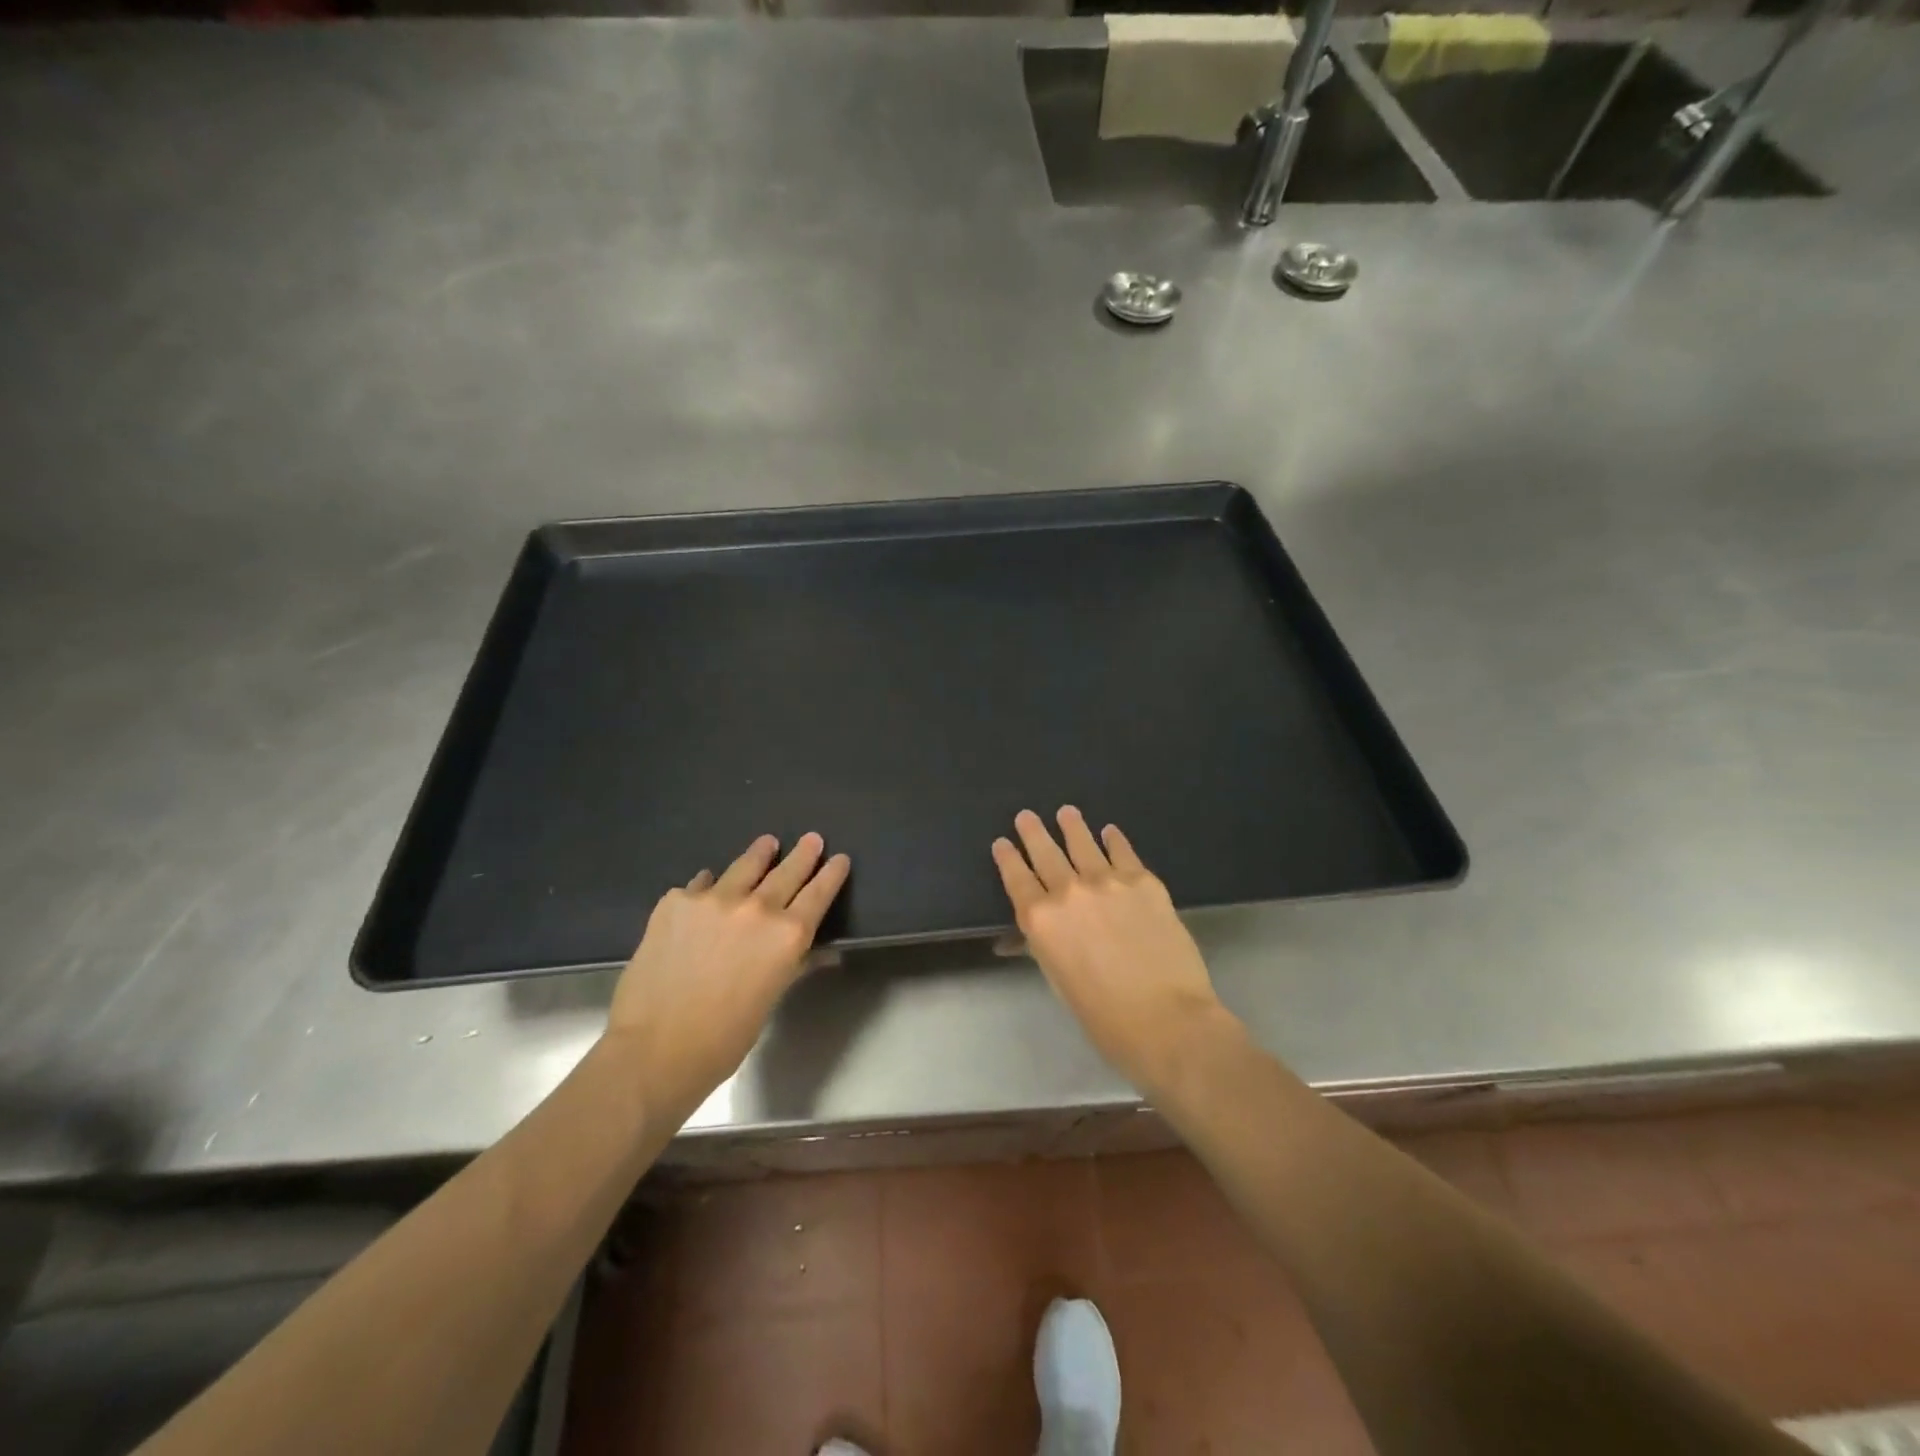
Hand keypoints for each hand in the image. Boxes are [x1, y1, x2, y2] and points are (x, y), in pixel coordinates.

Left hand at [607, 833, 849, 1094]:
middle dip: (803, 854)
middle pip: (787, 871)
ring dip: (759, 854)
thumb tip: (824, 954)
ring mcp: (713, 899)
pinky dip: (709, 885)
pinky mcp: (676, 901)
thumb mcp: (771, 999)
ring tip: (767, 843)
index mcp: (787, 935)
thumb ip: (796, 965)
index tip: (839, 859)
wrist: (654, 1048)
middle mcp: (756, 908)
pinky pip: (700, 884)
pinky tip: (707, 887)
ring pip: (744, 866)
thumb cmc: (725, 1038)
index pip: (818, 894)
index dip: (831, 874)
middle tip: (812, 838)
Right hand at [992, 807, 1230, 1090]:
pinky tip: (1110, 831)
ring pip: (1083, 843)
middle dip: (1033, 833)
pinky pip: (1123, 852)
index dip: (1008, 858)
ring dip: (1072, 826)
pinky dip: (1114, 839)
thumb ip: (1044, 946)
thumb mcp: (1059, 981)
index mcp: (1041, 920)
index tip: (1002, 843)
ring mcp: (1108, 881)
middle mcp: (1069, 891)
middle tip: (1026, 816)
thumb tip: (1033, 933)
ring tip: (1066, 812)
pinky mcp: (1144, 881)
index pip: (1017, 879)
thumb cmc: (1104, 1016)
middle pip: (1046, 853)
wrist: (1167, 1018)